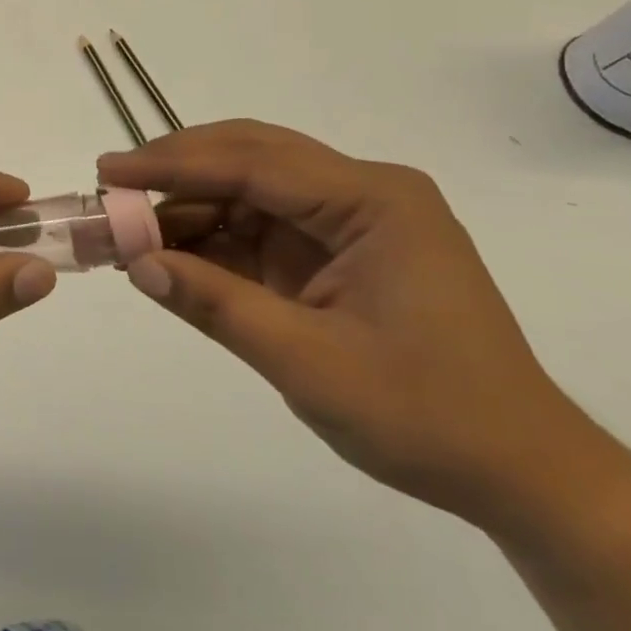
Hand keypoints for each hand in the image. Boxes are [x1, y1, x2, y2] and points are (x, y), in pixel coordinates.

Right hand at [100, 121, 593, 528]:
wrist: (521, 473)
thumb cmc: (427, 416)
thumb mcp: (308, 364)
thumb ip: (217, 305)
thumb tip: (137, 264)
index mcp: (372, 201)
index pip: (253, 163)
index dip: (172, 164)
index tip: (109, 170)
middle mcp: (363, 193)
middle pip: (250, 158)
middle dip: (177, 170)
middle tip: (111, 185)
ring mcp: (352, 221)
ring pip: (250, 190)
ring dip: (190, 207)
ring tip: (129, 230)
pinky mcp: (339, 251)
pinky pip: (262, 227)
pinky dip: (214, 238)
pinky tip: (173, 253)